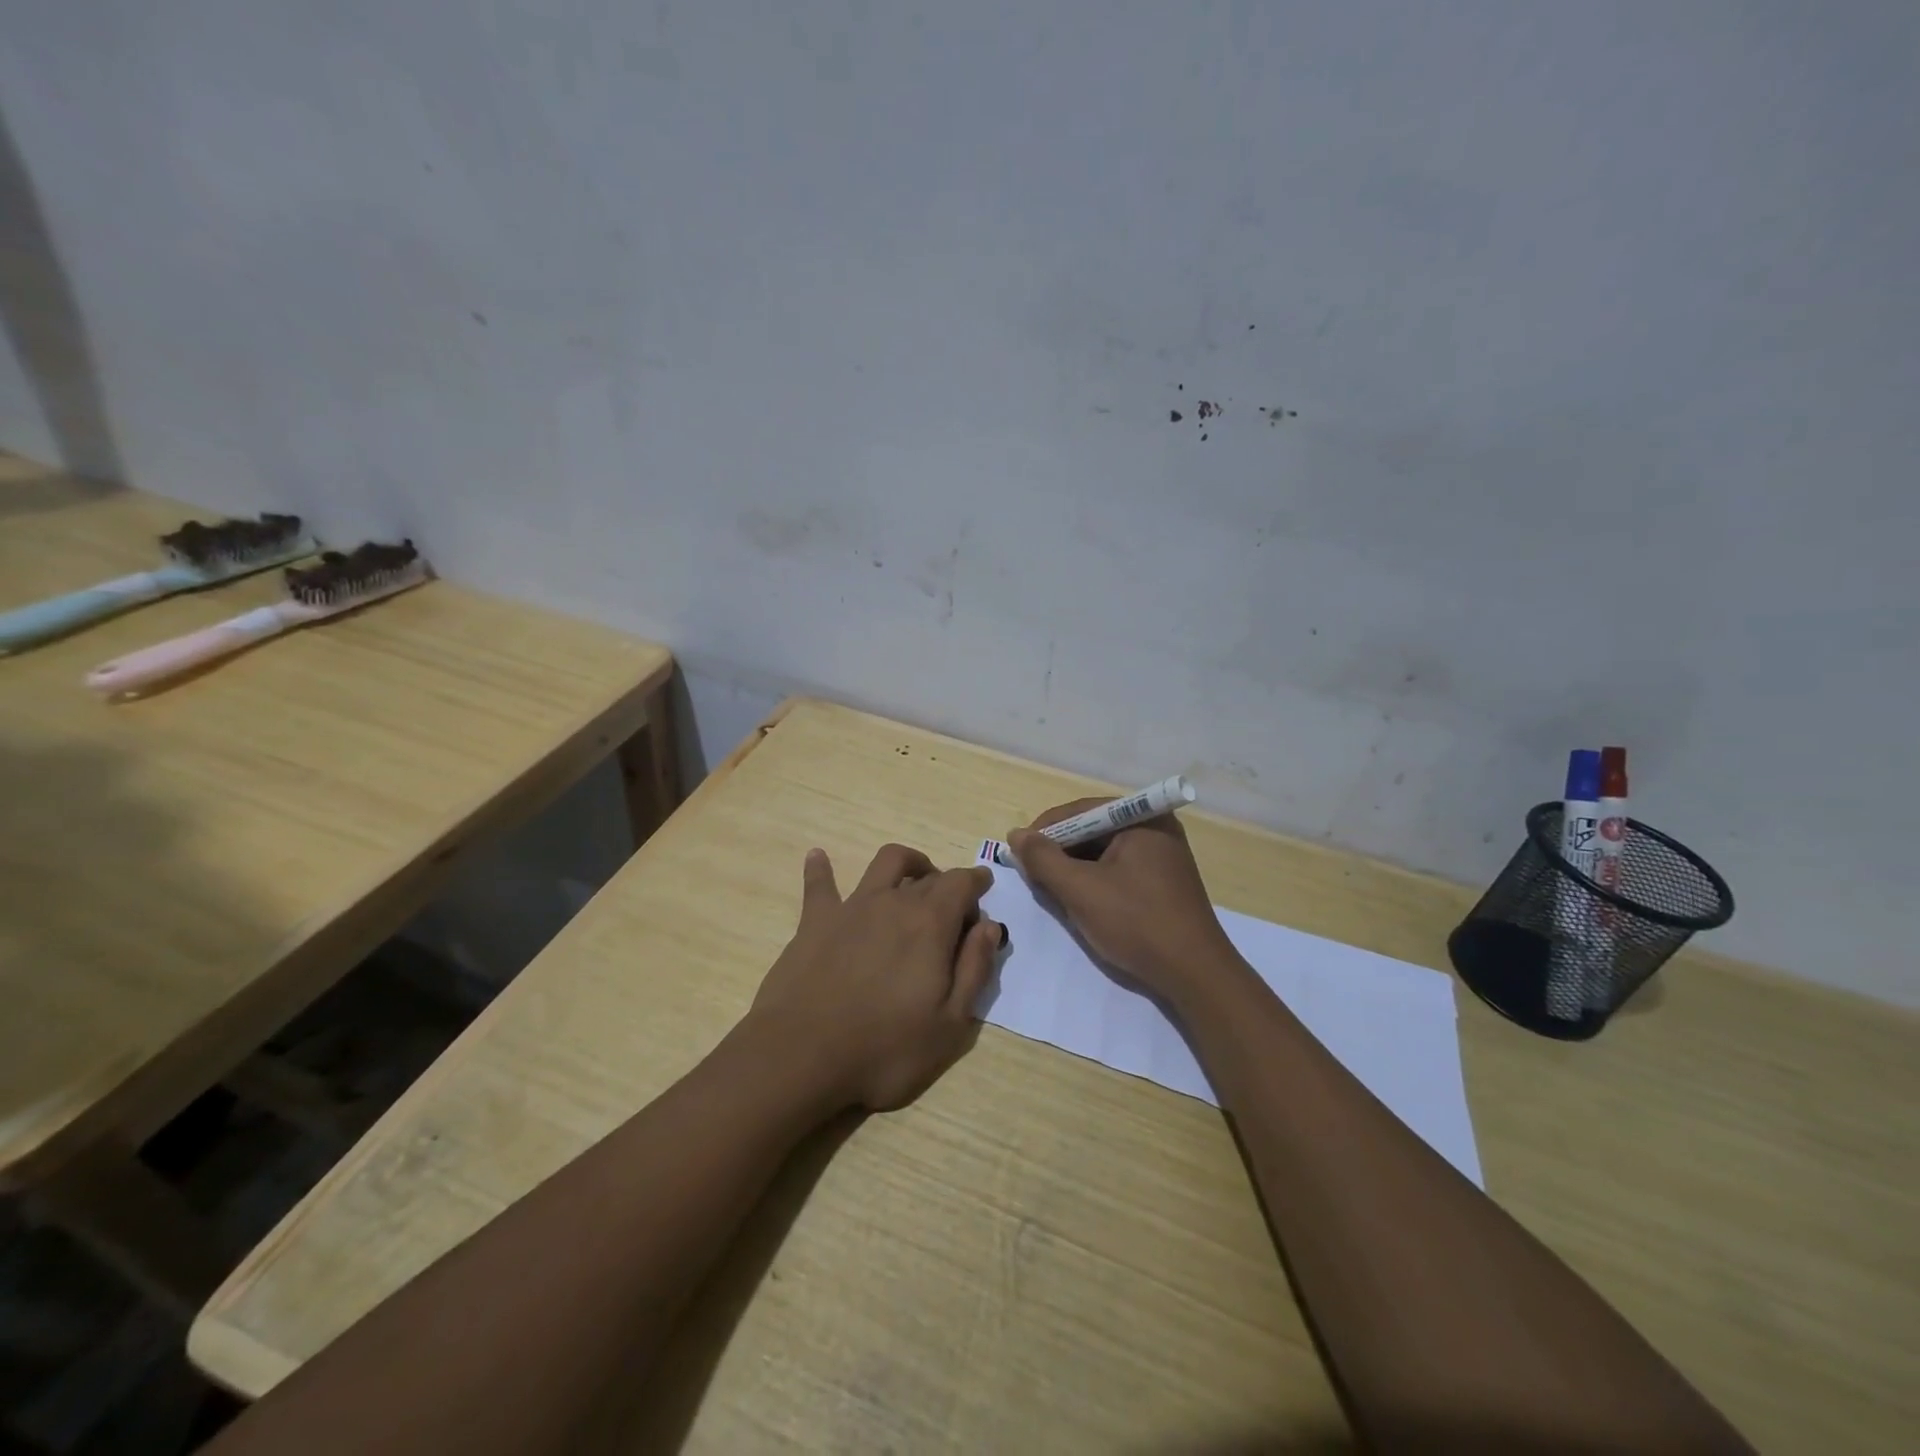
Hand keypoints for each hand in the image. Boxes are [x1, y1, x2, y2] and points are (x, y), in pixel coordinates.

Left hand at [749, 843, 1002, 1112]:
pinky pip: (820, 884)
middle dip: (947, 884)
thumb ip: (975, 968)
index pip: (961, 883)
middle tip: (953, 910)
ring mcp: (852, 907)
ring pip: (884, 863)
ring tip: (912, 876)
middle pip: (928, 876)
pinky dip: (821, 868)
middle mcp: (893, 902)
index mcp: (931, 923)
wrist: (802, 1056)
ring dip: (905, 863)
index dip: (976, 883)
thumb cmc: (885, 1048)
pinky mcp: (815, 921)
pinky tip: (818, 856)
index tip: (982, 891)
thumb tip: (989, 926)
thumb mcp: (950, 1024)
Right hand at [1008, 800, 1237, 1004]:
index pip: (1080, 811)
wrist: (1195, 975)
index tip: (1018, 853)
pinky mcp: (1164, 882)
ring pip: (1104, 853)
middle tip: (1033, 875)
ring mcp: (1163, 856)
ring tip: (1053, 891)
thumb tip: (1016, 834)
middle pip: (1092, 830)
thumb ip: (1043, 859)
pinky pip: (1119, 870)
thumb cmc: (1137, 923)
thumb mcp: (1081, 890)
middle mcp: (1156, 828)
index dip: (1045, 830)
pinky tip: (1081, 903)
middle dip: (1060, 852)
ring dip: (1075, 869)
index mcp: (1142, 818)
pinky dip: (1095, 882)